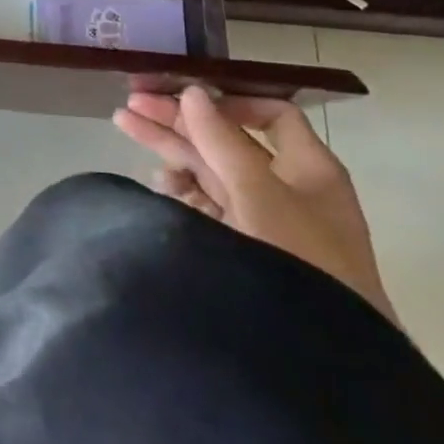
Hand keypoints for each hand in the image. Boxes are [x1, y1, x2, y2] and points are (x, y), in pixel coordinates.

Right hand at [113, 87, 397, 325]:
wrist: (319, 351)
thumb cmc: (299, 258)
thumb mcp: (258, 191)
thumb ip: (221, 140)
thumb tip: (193, 91)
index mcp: (307, 168)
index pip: (269, 115)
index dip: (225, 102)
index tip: (181, 96)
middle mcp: (285, 187)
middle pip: (227, 140)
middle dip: (179, 120)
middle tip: (130, 104)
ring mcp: (260, 217)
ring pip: (209, 169)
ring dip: (169, 148)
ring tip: (124, 127)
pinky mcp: (238, 243)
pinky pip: (202, 203)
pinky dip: (177, 187)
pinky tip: (155, 179)